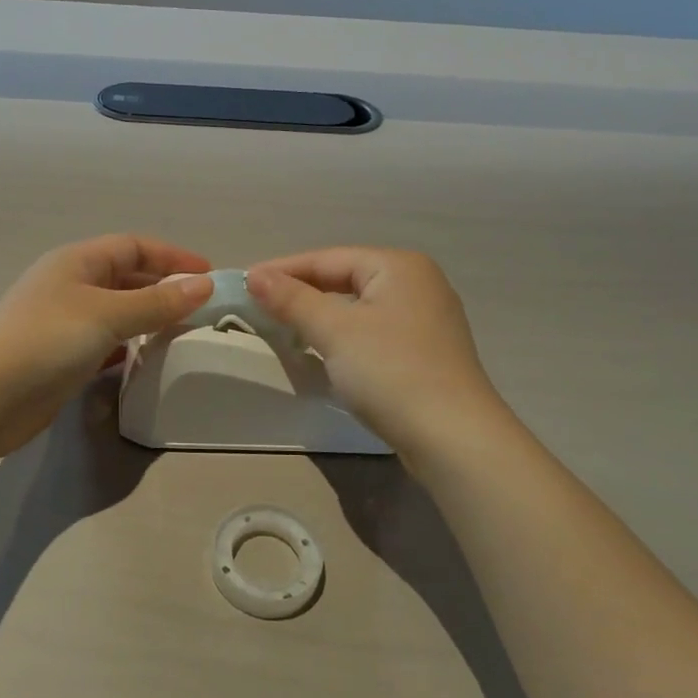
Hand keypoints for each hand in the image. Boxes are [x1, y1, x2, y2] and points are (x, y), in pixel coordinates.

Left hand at [0, 235, 212, 453]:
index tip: (208, 275)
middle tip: (201, 307)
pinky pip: (105, 343)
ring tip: (183, 333)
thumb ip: (157, 302)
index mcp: (77, 262)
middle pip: (125, 277)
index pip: (133, 246)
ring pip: (117, 312)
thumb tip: (204, 285)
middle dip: (163, 288)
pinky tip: (147, 359)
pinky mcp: (61, 359)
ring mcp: (64, 323)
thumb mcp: (108, 314)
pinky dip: (128, 347)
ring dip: (148, 319)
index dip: (171, 256)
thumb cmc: (47, 339)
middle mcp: (70, 286)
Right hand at [247, 248, 512, 460]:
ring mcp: (426, 319)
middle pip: (345, 279)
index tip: (243, 283)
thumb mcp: (334, 331)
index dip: (283, 270)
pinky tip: (324, 351)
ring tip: (283, 327)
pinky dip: (344, 337)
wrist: (453, 438)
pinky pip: (373, 332)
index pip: (328, 258)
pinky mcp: (426, 353)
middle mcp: (417, 283)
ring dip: (320, 316)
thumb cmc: (391, 371)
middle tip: (259, 306)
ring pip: (358, 308)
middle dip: (301, 293)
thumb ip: (292, 299)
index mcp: (399, 266)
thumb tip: (255, 275)